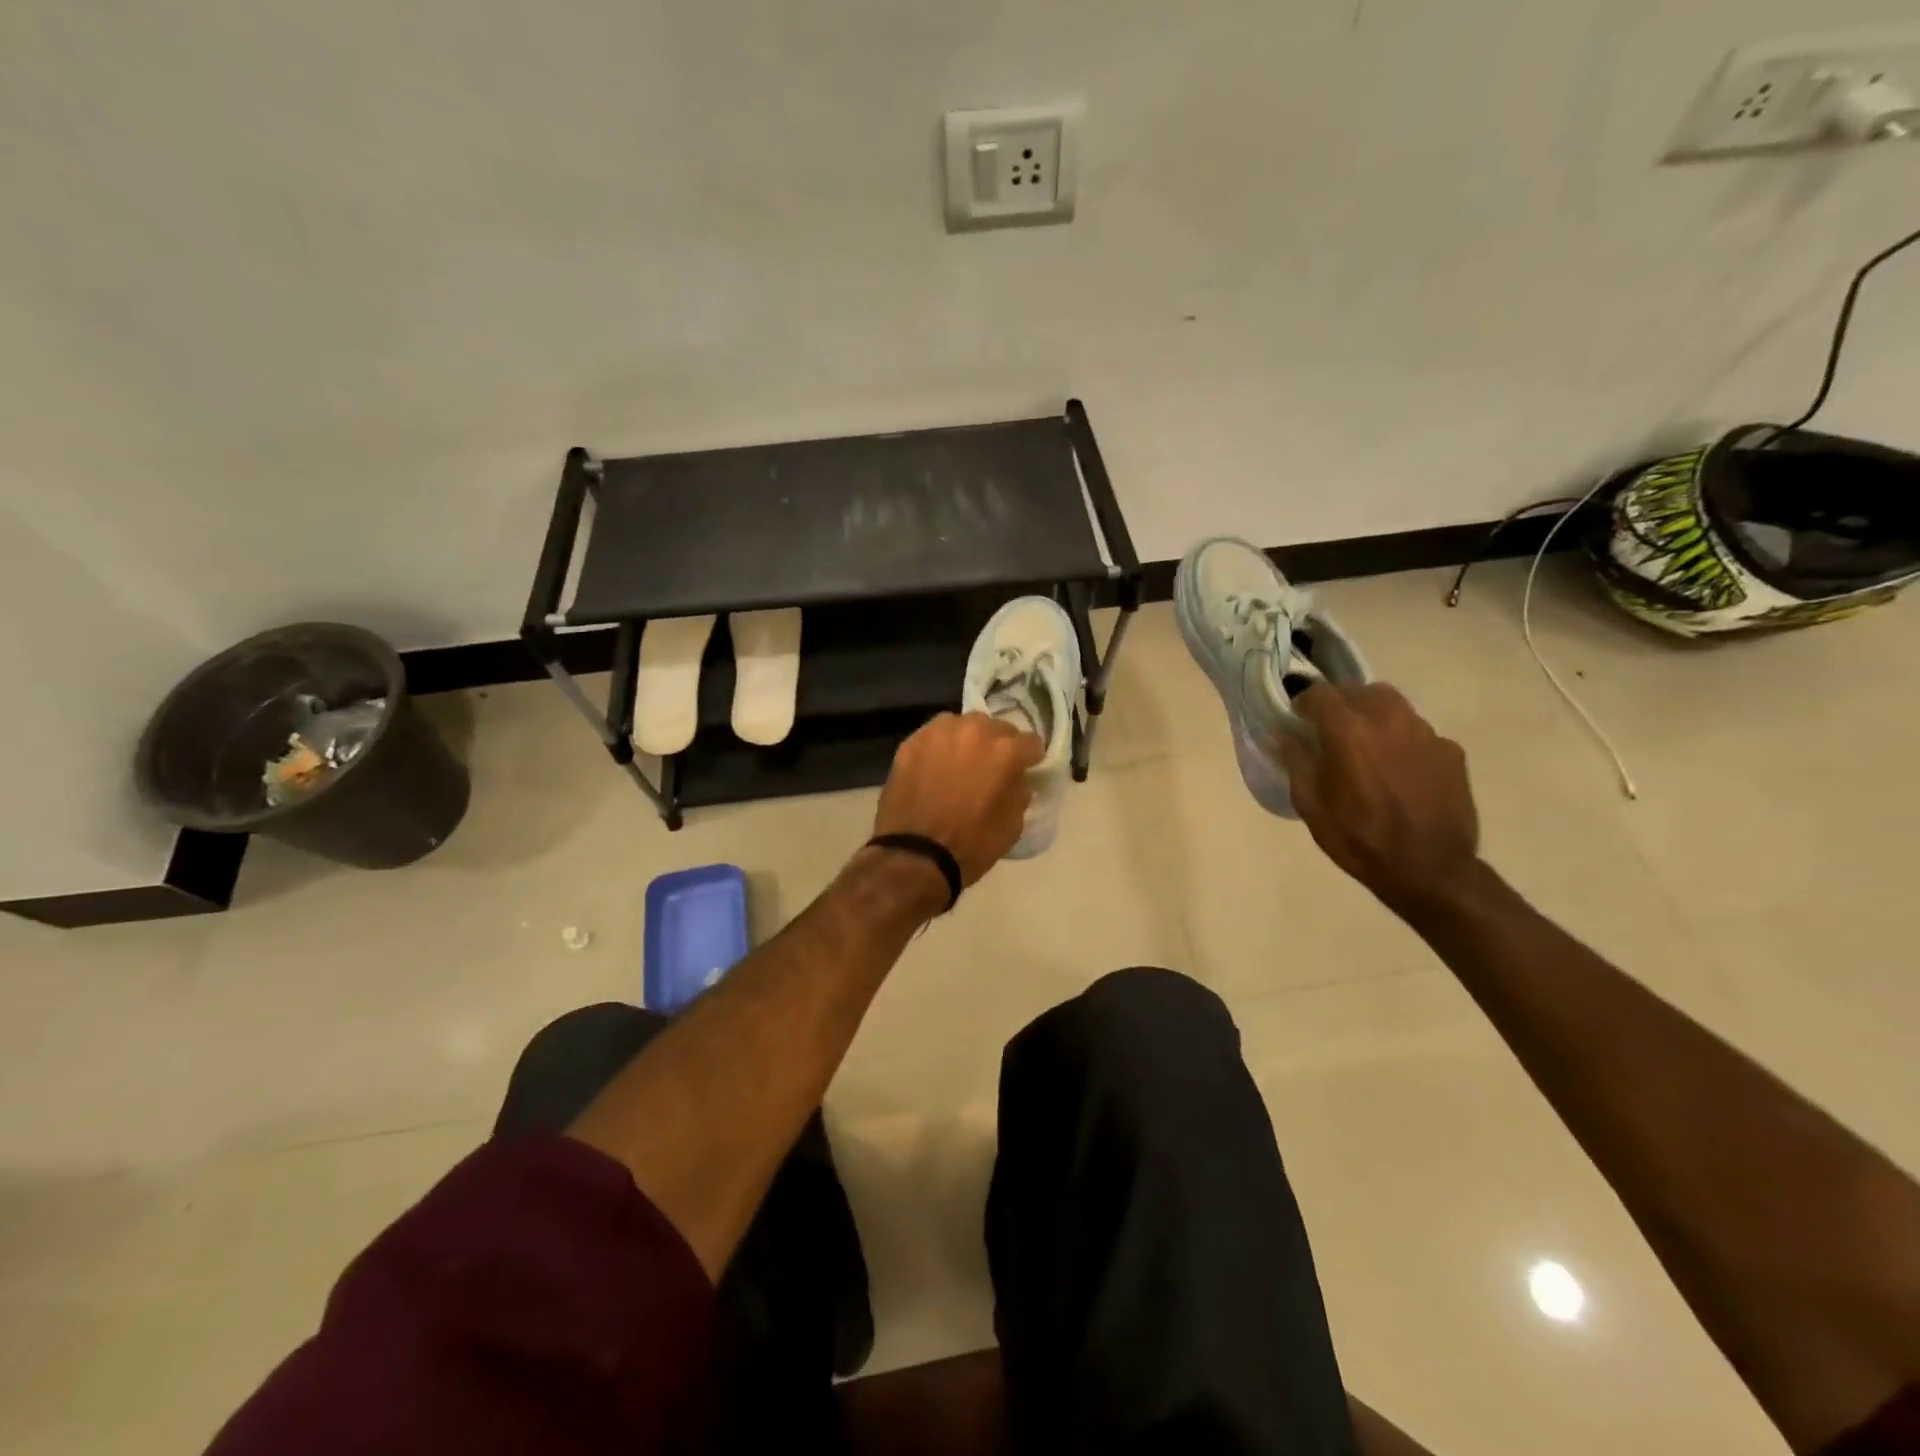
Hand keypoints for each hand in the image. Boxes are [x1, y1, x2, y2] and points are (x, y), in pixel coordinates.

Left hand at [874, 712, 1043, 887]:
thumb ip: (1019, 792)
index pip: (1031, 742)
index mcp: (1006, 750)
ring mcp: (940, 732)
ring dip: (966, 741)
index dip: (1029, 758)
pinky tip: (933, 767)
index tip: (1025, 769)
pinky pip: (933, 736)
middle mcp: (975, 730)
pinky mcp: (912, 741)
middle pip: (996, 728)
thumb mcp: (1013, 825)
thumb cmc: (972, 844)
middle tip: (990, 767)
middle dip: (997, 745)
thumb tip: (1017, 780)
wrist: (916, 855)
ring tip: (960, 762)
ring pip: (962, 726)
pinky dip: (938, 748)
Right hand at [1275, 683, 1480, 913]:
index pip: (1320, 693)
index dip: (1304, 703)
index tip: (1297, 720)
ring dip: (1373, 717)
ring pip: (1393, 706)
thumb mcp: (1311, 805)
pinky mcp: (1451, 751)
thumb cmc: (1359, 839)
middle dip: (1341, 704)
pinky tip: (1398, 769)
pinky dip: (1401, 740)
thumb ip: (1296, 762)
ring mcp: (1426, 734)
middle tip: (1330, 730)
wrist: (1431, 871)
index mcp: (1349, 732)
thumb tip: (1284, 734)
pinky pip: (1418, 732)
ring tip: (1366, 747)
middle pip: (1360, 691)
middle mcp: (1389, 721)